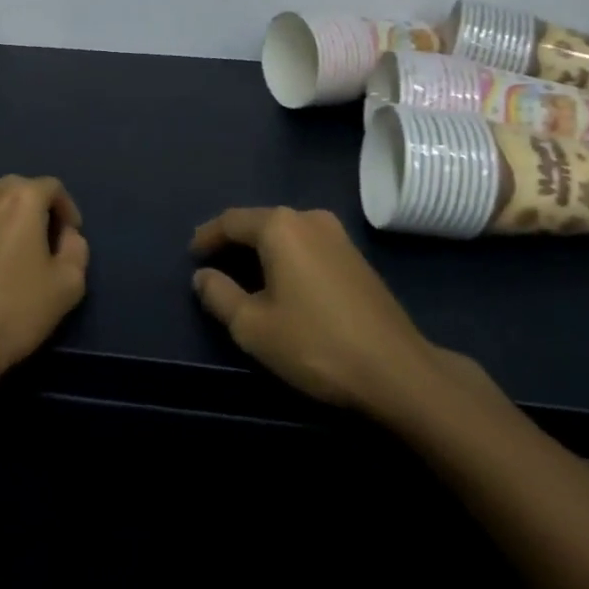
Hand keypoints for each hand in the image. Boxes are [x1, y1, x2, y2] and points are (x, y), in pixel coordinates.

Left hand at [0, 176, 89, 388]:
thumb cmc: (16, 311)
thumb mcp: (69, 284)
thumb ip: (76, 248)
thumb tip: (66, 235)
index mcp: (20, 198)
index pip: (52, 187)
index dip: (66, 209)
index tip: (69, 237)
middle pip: (16, 190)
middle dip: (33, 209)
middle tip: (42, 242)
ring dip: (2, 218)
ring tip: (8, 250)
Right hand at [191, 207, 488, 417]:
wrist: (397, 370)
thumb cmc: (315, 344)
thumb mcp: (253, 327)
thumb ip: (219, 296)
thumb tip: (202, 276)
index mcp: (280, 227)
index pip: (232, 221)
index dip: (208, 236)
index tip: (192, 254)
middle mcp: (309, 218)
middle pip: (260, 222)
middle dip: (234, 242)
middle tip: (213, 266)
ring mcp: (338, 236)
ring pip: (286, 234)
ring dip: (262, 251)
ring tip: (244, 276)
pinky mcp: (357, 258)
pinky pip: (308, 247)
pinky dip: (287, 258)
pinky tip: (283, 283)